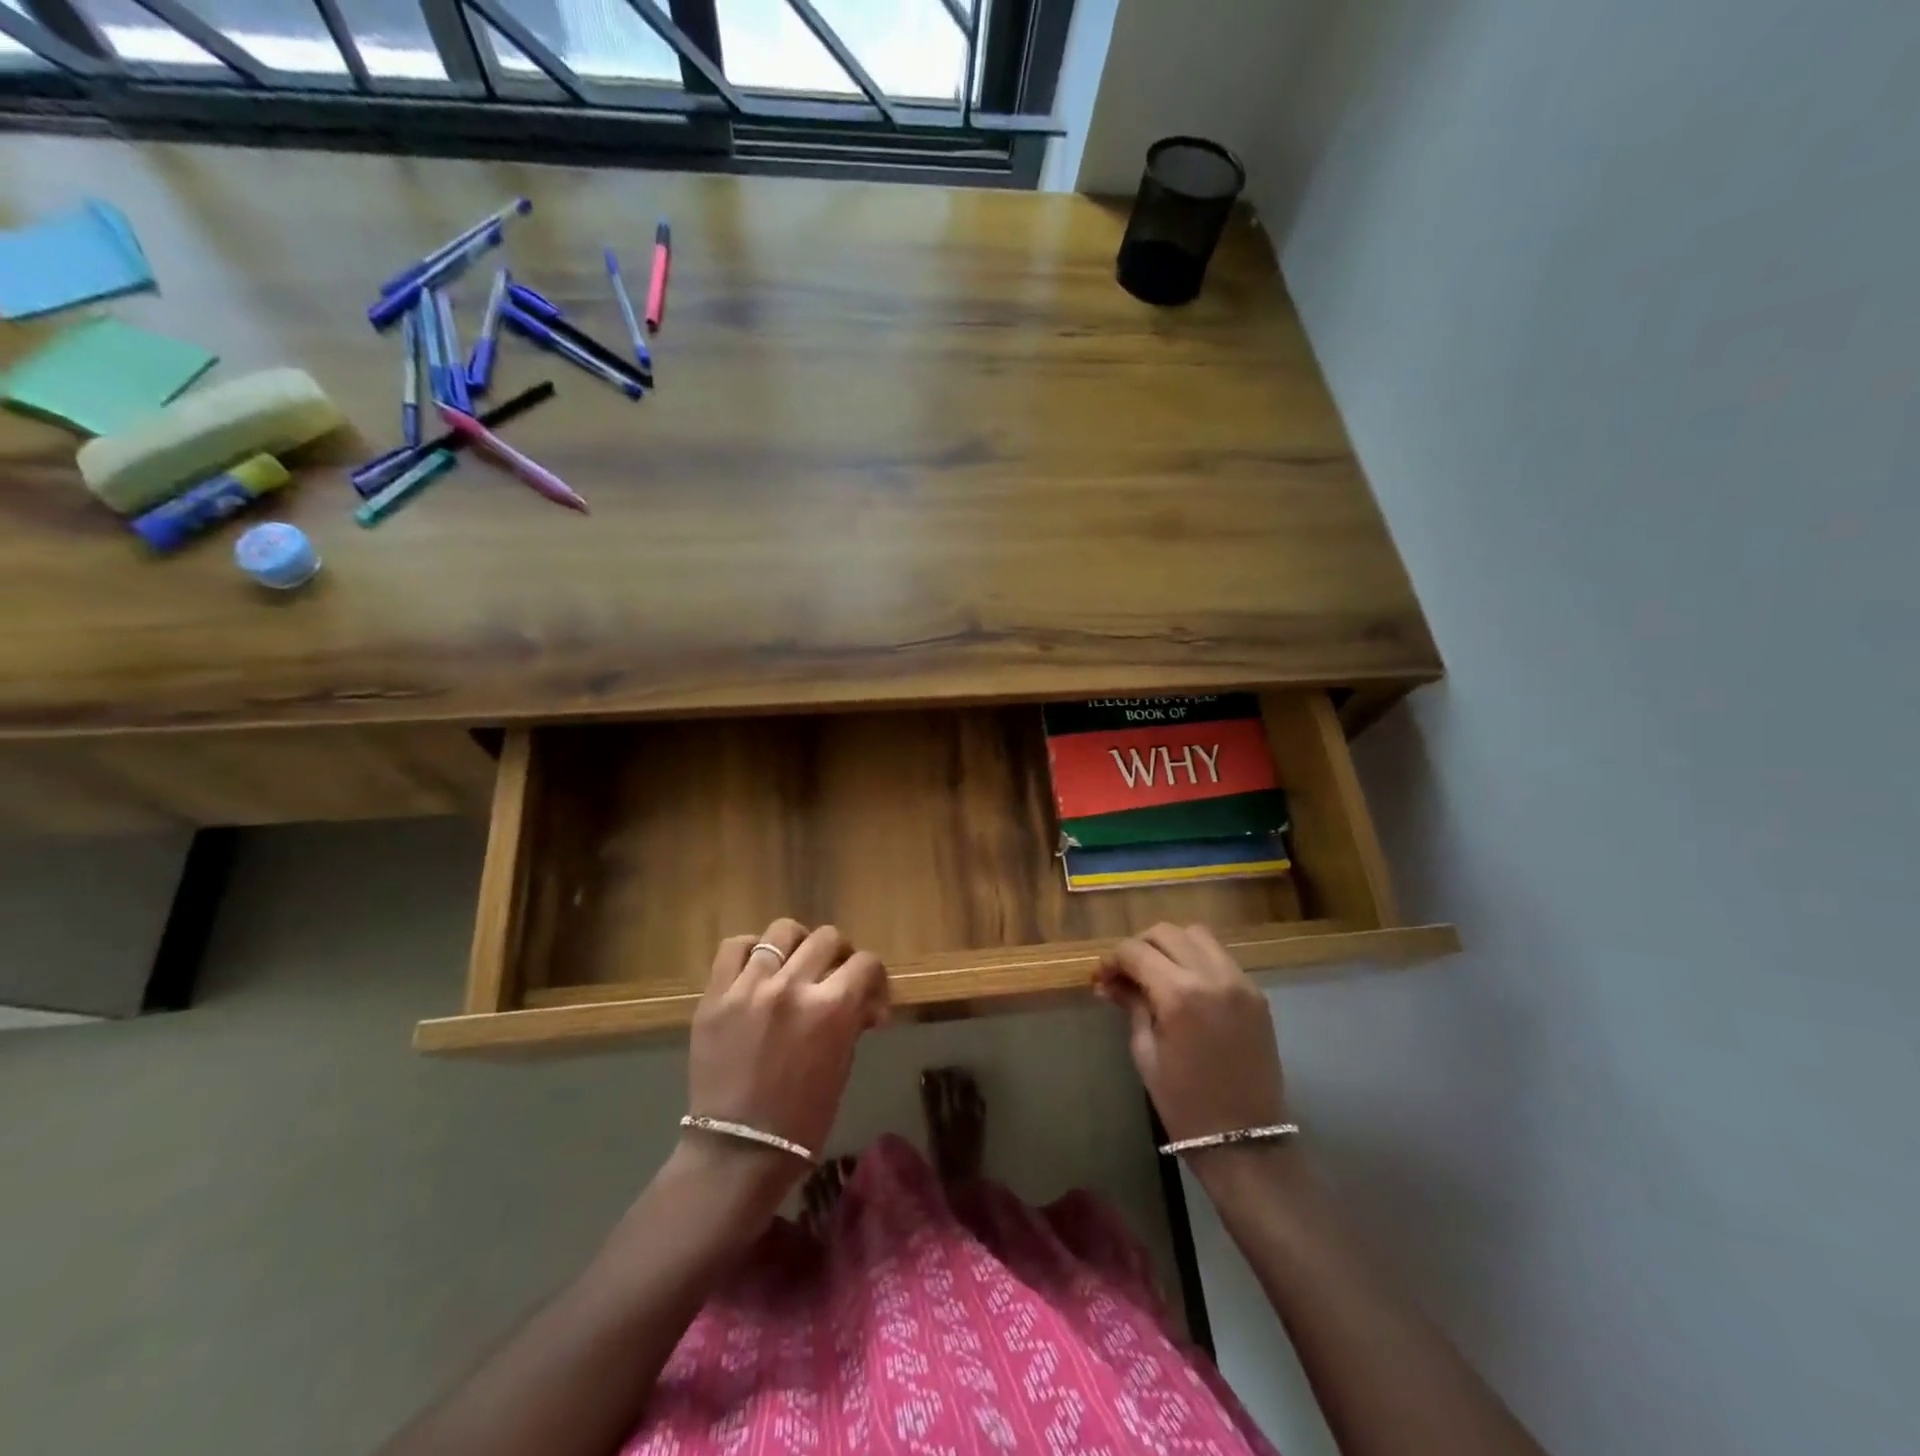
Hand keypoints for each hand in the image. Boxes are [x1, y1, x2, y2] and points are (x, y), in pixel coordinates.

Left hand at [685, 919, 889, 1191]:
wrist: (738, 1152)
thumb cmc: (802, 1119)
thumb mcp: (842, 1066)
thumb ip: (852, 1021)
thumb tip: (866, 1002)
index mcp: (831, 1009)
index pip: (866, 962)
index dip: (873, 974)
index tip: (869, 991)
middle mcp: (793, 987)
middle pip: (827, 938)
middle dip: (839, 955)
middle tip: (832, 976)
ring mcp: (750, 987)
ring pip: (782, 931)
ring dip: (797, 944)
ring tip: (793, 965)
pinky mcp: (716, 995)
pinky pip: (734, 947)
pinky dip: (750, 950)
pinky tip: (757, 967)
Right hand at [1096, 923, 1288, 1143]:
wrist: (1245, 1141)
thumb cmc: (1185, 1104)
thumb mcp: (1146, 1053)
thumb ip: (1131, 1006)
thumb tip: (1109, 982)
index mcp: (1180, 994)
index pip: (1136, 951)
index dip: (1113, 960)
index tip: (1102, 978)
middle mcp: (1213, 977)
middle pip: (1167, 933)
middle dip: (1140, 946)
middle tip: (1126, 973)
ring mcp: (1240, 982)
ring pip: (1197, 936)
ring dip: (1171, 945)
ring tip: (1156, 972)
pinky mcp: (1256, 994)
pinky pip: (1220, 957)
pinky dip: (1197, 959)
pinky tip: (1185, 984)